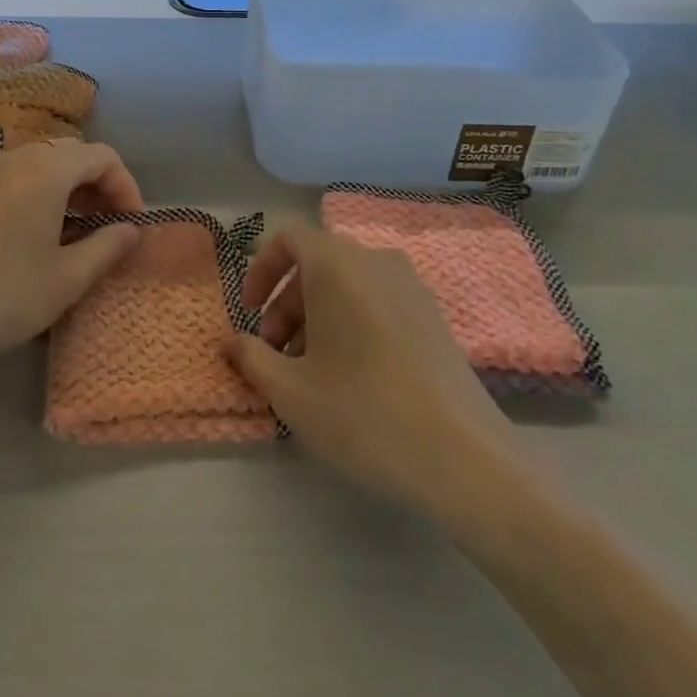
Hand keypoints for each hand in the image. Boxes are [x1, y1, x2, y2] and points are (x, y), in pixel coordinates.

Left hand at [0, 140, 143, 364]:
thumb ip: (107, 247)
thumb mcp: (67, 278)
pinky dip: (44, 191)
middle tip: (110, 226)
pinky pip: (21, 174)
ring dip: (72, 188)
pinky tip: (43, 231)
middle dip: (100, 185)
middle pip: (74, 153)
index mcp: (46, 170)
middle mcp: (18, 157)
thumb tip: (132, 230)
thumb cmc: (3, 294)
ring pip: (46, 162)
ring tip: (81, 231)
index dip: (126, 187)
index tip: (132, 227)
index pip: (103, 157)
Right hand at [221, 219, 522, 519]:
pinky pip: (377, 302)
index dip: (261, 269)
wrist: (466, 460)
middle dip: (286, 303)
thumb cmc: (363, 413)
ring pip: (347, 285)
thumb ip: (251, 357)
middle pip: (316, 263)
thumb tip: (230, 342)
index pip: (288, 236)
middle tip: (275, 354)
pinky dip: (351, 323)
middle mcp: (375, 261)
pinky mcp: (434, 318)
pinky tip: (352, 378)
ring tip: (310, 372)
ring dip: (316, 316)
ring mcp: (411, 288)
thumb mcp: (290, 392)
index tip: (250, 313)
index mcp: (337, 264)